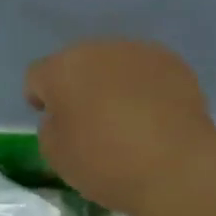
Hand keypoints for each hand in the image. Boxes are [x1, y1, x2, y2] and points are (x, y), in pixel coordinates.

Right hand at [24, 40, 215, 215]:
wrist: (177, 166)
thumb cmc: (106, 163)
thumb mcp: (57, 156)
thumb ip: (50, 128)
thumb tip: (63, 116)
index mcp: (61, 69)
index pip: (38, 77)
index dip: (41, 99)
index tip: (53, 121)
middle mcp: (98, 49)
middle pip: (78, 64)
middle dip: (79, 86)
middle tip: (90, 121)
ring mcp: (138, 52)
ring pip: (114, 64)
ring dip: (113, 84)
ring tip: (126, 118)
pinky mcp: (172, 62)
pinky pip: (147, 72)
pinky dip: (145, 88)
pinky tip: (155, 117)